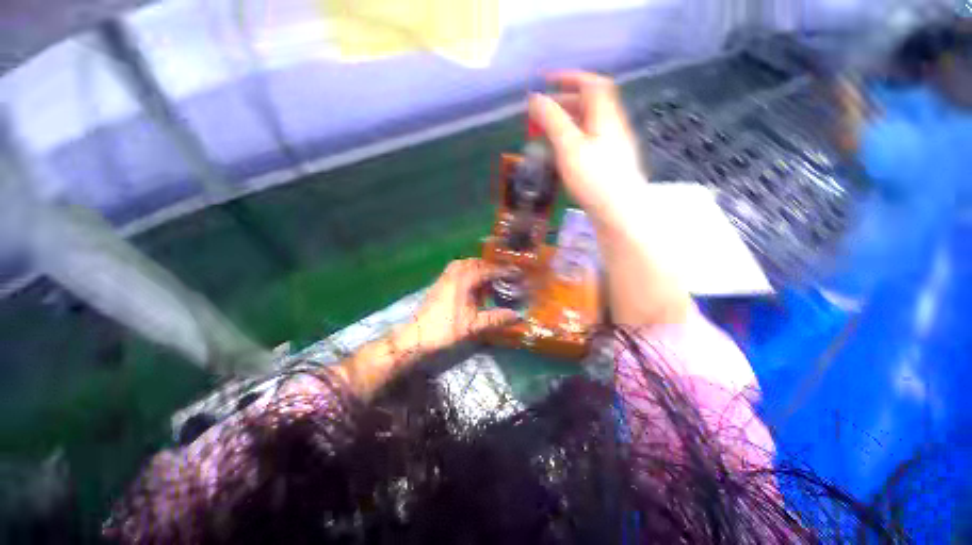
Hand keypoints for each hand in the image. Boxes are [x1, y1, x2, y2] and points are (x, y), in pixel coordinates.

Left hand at [406, 259, 519, 353]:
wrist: (417, 336)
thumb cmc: (446, 329)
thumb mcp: (474, 325)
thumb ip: (496, 319)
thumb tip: (517, 316)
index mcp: (463, 280)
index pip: (487, 270)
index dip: (502, 271)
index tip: (515, 273)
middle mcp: (453, 274)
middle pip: (474, 263)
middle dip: (489, 267)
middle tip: (502, 275)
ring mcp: (444, 278)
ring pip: (464, 265)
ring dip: (477, 269)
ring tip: (488, 279)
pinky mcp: (439, 284)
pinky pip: (456, 271)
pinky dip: (467, 273)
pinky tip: (472, 286)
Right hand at [528, 71, 645, 228]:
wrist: (618, 213)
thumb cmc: (594, 178)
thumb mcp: (569, 146)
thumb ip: (552, 120)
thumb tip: (535, 98)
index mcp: (606, 116)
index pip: (592, 84)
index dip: (569, 77)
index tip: (545, 81)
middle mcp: (612, 127)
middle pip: (589, 104)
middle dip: (563, 102)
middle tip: (539, 114)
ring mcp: (611, 147)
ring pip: (588, 125)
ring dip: (566, 122)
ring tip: (545, 133)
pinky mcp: (607, 164)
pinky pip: (588, 142)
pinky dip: (571, 139)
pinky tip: (561, 153)